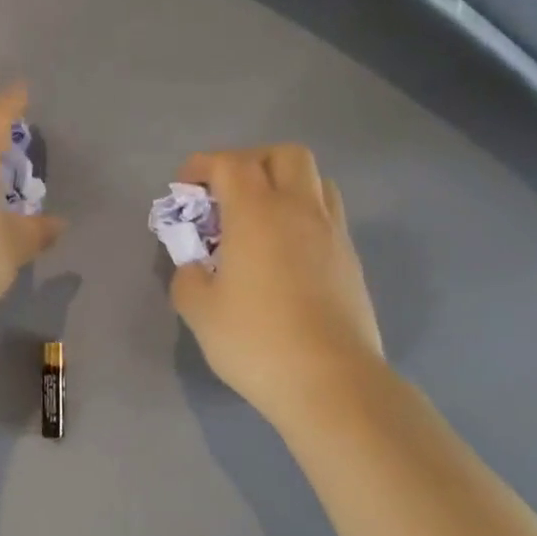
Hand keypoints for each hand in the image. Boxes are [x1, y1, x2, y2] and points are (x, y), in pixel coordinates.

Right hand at [169, 145, 383, 426]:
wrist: (330, 380)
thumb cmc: (256, 341)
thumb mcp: (200, 312)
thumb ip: (187, 278)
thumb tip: (195, 267)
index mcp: (257, 213)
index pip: (231, 163)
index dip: (203, 165)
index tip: (185, 187)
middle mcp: (299, 209)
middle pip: (284, 155)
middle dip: (251, 162)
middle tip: (228, 195)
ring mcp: (333, 232)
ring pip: (315, 180)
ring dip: (284, 184)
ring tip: (260, 220)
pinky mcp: (351, 259)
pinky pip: (327, 215)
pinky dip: (303, 216)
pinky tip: (285, 253)